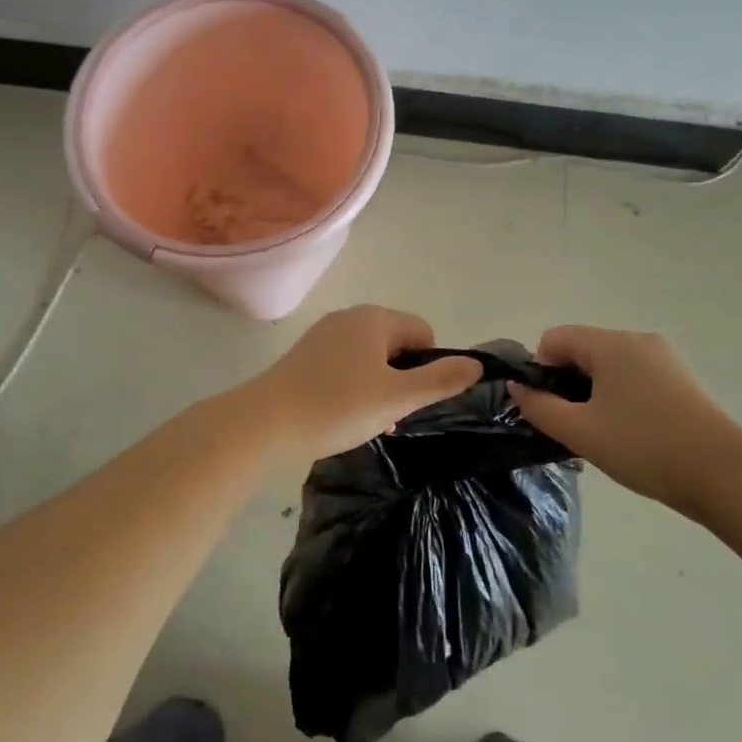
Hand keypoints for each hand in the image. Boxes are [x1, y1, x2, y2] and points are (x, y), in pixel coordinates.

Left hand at [253, 305, 480, 461]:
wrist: (265, 423)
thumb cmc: (337, 406)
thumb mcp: (397, 398)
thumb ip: (440, 380)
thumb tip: (477, 364)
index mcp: (375, 318)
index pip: (423, 333)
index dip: (428, 367)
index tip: (412, 400)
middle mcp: (349, 317)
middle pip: (396, 344)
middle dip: (402, 379)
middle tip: (391, 415)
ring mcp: (323, 335)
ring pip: (370, 358)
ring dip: (378, 387)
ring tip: (366, 422)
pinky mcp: (304, 356)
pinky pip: (345, 366)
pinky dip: (352, 388)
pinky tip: (342, 416)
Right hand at [510, 325, 741, 515]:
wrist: (724, 475)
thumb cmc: (644, 447)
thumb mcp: (580, 431)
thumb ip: (539, 407)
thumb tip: (517, 388)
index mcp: (611, 344)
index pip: (554, 339)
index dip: (540, 371)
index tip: (550, 409)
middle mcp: (637, 340)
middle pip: (582, 349)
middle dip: (567, 384)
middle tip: (573, 426)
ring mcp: (663, 359)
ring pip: (607, 366)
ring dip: (592, 393)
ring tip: (601, 434)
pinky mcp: (679, 380)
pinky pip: (632, 377)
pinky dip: (618, 397)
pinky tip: (629, 433)